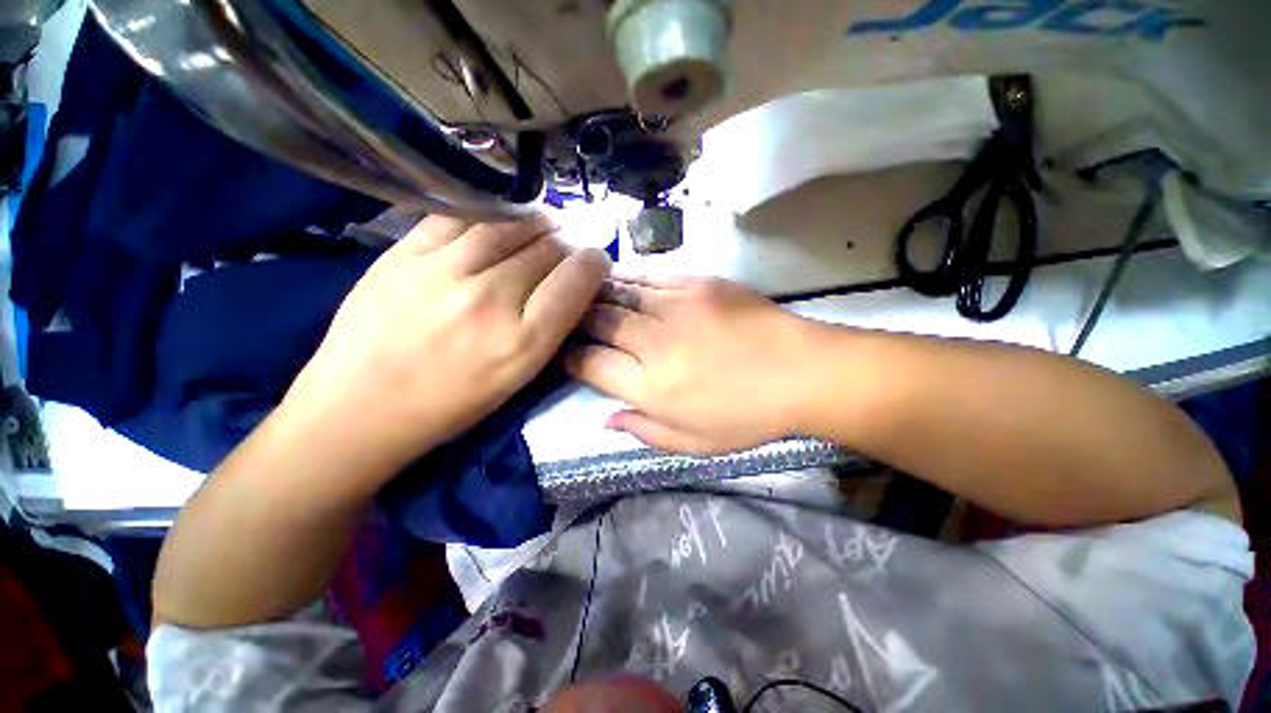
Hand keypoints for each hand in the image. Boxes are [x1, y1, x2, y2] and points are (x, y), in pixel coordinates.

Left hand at [285, 215, 608, 471]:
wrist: (359, 409)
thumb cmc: (450, 406)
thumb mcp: (519, 379)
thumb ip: (551, 329)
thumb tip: (573, 285)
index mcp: (523, 342)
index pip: (576, 280)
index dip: (595, 263)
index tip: (596, 262)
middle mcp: (490, 300)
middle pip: (547, 249)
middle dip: (567, 246)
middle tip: (567, 251)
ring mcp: (442, 271)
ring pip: (510, 224)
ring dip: (536, 222)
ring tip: (543, 226)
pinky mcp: (404, 253)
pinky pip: (461, 215)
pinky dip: (491, 213)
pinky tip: (500, 220)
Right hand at [565, 276, 819, 454]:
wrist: (803, 373)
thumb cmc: (749, 416)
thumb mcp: (694, 444)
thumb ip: (644, 431)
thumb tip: (607, 419)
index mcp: (651, 387)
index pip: (590, 365)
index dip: (571, 358)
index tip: (567, 355)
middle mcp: (653, 343)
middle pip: (598, 322)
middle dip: (576, 320)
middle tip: (569, 320)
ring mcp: (675, 307)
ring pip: (618, 293)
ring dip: (596, 294)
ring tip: (582, 294)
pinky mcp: (697, 284)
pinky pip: (649, 275)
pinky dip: (627, 276)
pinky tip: (615, 276)